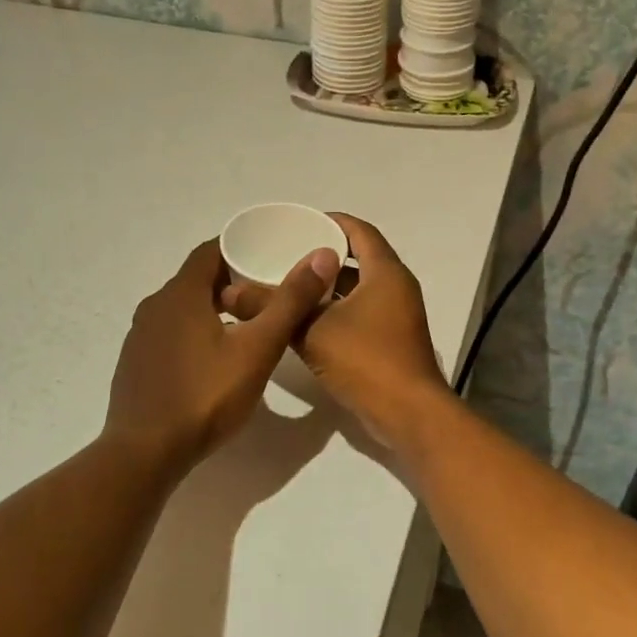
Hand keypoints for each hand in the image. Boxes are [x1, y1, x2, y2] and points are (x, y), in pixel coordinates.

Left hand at [104, 238, 340, 472]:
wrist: (145, 453)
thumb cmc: (205, 396)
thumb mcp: (258, 349)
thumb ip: (289, 303)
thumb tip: (321, 257)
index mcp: (181, 294)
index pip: (211, 251)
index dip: (241, 248)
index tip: (271, 255)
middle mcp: (155, 306)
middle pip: (197, 279)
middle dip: (233, 280)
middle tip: (269, 292)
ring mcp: (140, 336)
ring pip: (183, 308)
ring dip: (213, 308)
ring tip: (248, 325)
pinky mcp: (136, 363)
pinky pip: (170, 333)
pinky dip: (195, 332)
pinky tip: (215, 358)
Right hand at [222, 214, 451, 445]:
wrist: (408, 414)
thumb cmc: (366, 360)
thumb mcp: (311, 330)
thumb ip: (272, 307)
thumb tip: (229, 292)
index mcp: (385, 272)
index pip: (359, 231)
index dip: (330, 222)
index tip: (299, 223)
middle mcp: (396, 288)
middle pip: (359, 259)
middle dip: (323, 256)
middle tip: (286, 255)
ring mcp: (397, 316)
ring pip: (359, 290)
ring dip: (328, 287)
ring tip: (289, 287)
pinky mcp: (392, 341)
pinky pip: (362, 314)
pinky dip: (337, 311)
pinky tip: (305, 321)